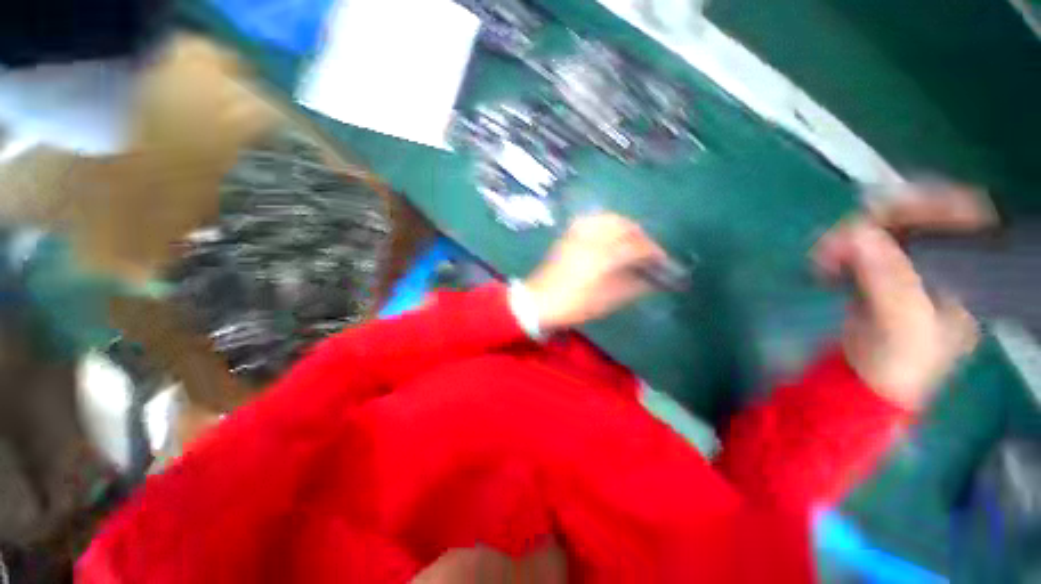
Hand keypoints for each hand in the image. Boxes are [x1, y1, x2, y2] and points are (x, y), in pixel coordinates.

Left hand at [525, 214, 667, 330]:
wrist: (539, 301)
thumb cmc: (574, 304)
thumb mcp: (607, 300)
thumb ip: (633, 287)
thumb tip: (652, 281)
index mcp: (604, 256)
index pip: (637, 246)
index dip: (654, 253)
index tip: (661, 262)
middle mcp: (593, 238)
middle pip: (625, 226)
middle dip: (641, 237)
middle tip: (647, 251)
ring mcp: (578, 234)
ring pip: (609, 219)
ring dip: (625, 227)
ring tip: (630, 241)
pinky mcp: (568, 236)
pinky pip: (591, 220)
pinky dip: (605, 223)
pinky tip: (607, 234)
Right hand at [815, 220, 978, 409]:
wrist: (866, 379)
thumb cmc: (897, 362)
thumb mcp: (902, 325)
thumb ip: (889, 280)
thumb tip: (858, 233)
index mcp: (969, 273)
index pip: (968, 215)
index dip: (934, 201)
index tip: (890, 206)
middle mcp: (946, 260)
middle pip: (921, 215)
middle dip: (879, 220)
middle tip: (841, 236)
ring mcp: (912, 262)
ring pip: (887, 225)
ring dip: (851, 234)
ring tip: (823, 255)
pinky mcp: (881, 269)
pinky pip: (863, 242)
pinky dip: (840, 246)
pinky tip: (825, 261)